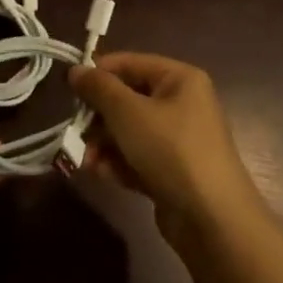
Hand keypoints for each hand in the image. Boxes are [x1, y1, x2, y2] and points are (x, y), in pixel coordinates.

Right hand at [69, 53, 267, 250]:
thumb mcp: (128, 112)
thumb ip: (98, 88)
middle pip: (127, 99)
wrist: (213, 220)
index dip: (98, 73)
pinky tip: (100, 174)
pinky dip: (118, 164)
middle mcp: (181, 104)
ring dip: (103, 144)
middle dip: (98, 117)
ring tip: (85, 160)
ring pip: (129, 131)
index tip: (69, 88)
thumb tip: (75, 70)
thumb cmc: (170, 150)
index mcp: (179, 79)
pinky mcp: (172, 172)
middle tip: (75, 130)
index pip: (130, 63)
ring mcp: (178, 140)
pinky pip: (137, 158)